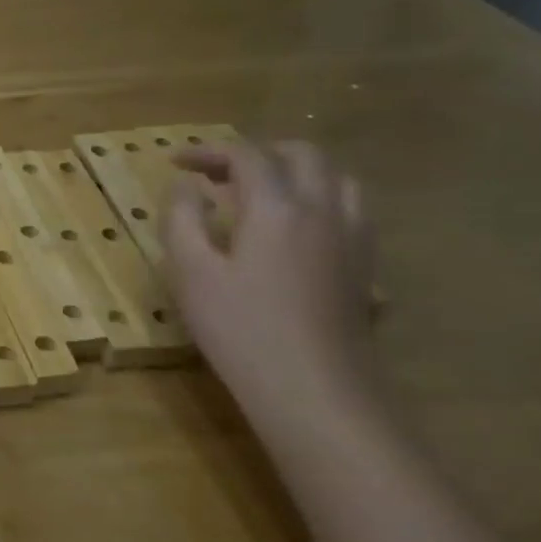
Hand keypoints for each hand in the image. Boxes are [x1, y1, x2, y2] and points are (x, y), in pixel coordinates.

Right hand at [162, 141, 378, 424]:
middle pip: (301, 155)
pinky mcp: (365, 266)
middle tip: (218, 173)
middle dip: (256, 153)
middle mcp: (323, 210)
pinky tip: (296, 229)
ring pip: (336, 178)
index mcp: (277, 207)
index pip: (246, 155)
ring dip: (295, 171)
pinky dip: (319, 200)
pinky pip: (350, 210)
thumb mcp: (190, 272)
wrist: (313, 390)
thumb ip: (182, 219)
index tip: (175, 162)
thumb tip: (184, 186)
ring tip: (260, 192)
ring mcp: (353, 238)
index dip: (208, 151)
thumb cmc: (240, 329)